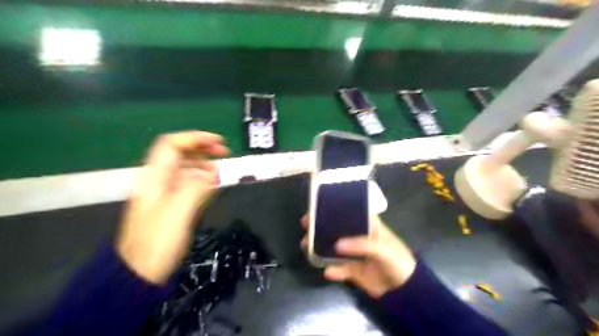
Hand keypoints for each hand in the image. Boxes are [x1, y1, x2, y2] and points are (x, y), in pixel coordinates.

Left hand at [116, 132, 229, 283]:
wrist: (141, 271)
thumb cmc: (157, 242)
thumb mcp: (177, 212)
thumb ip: (195, 187)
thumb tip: (212, 173)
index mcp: (155, 177)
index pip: (172, 145)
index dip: (195, 138)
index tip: (218, 142)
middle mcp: (159, 179)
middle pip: (180, 153)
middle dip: (202, 149)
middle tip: (224, 152)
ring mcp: (165, 192)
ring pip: (186, 168)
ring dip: (204, 165)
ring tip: (219, 173)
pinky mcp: (172, 203)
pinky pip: (188, 183)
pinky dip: (201, 180)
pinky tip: (211, 185)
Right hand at [300, 213, 417, 297]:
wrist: (404, 290)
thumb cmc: (397, 261)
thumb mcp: (383, 249)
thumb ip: (361, 245)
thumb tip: (337, 245)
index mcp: (367, 226)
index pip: (349, 213)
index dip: (334, 209)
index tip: (317, 209)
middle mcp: (357, 237)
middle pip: (336, 229)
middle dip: (320, 227)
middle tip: (306, 226)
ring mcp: (353, 253)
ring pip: (333, 248)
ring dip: (320, 247)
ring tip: (306, 246)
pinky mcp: (352, 270)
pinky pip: (338, 269)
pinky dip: (332, 270)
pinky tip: (327, 272)